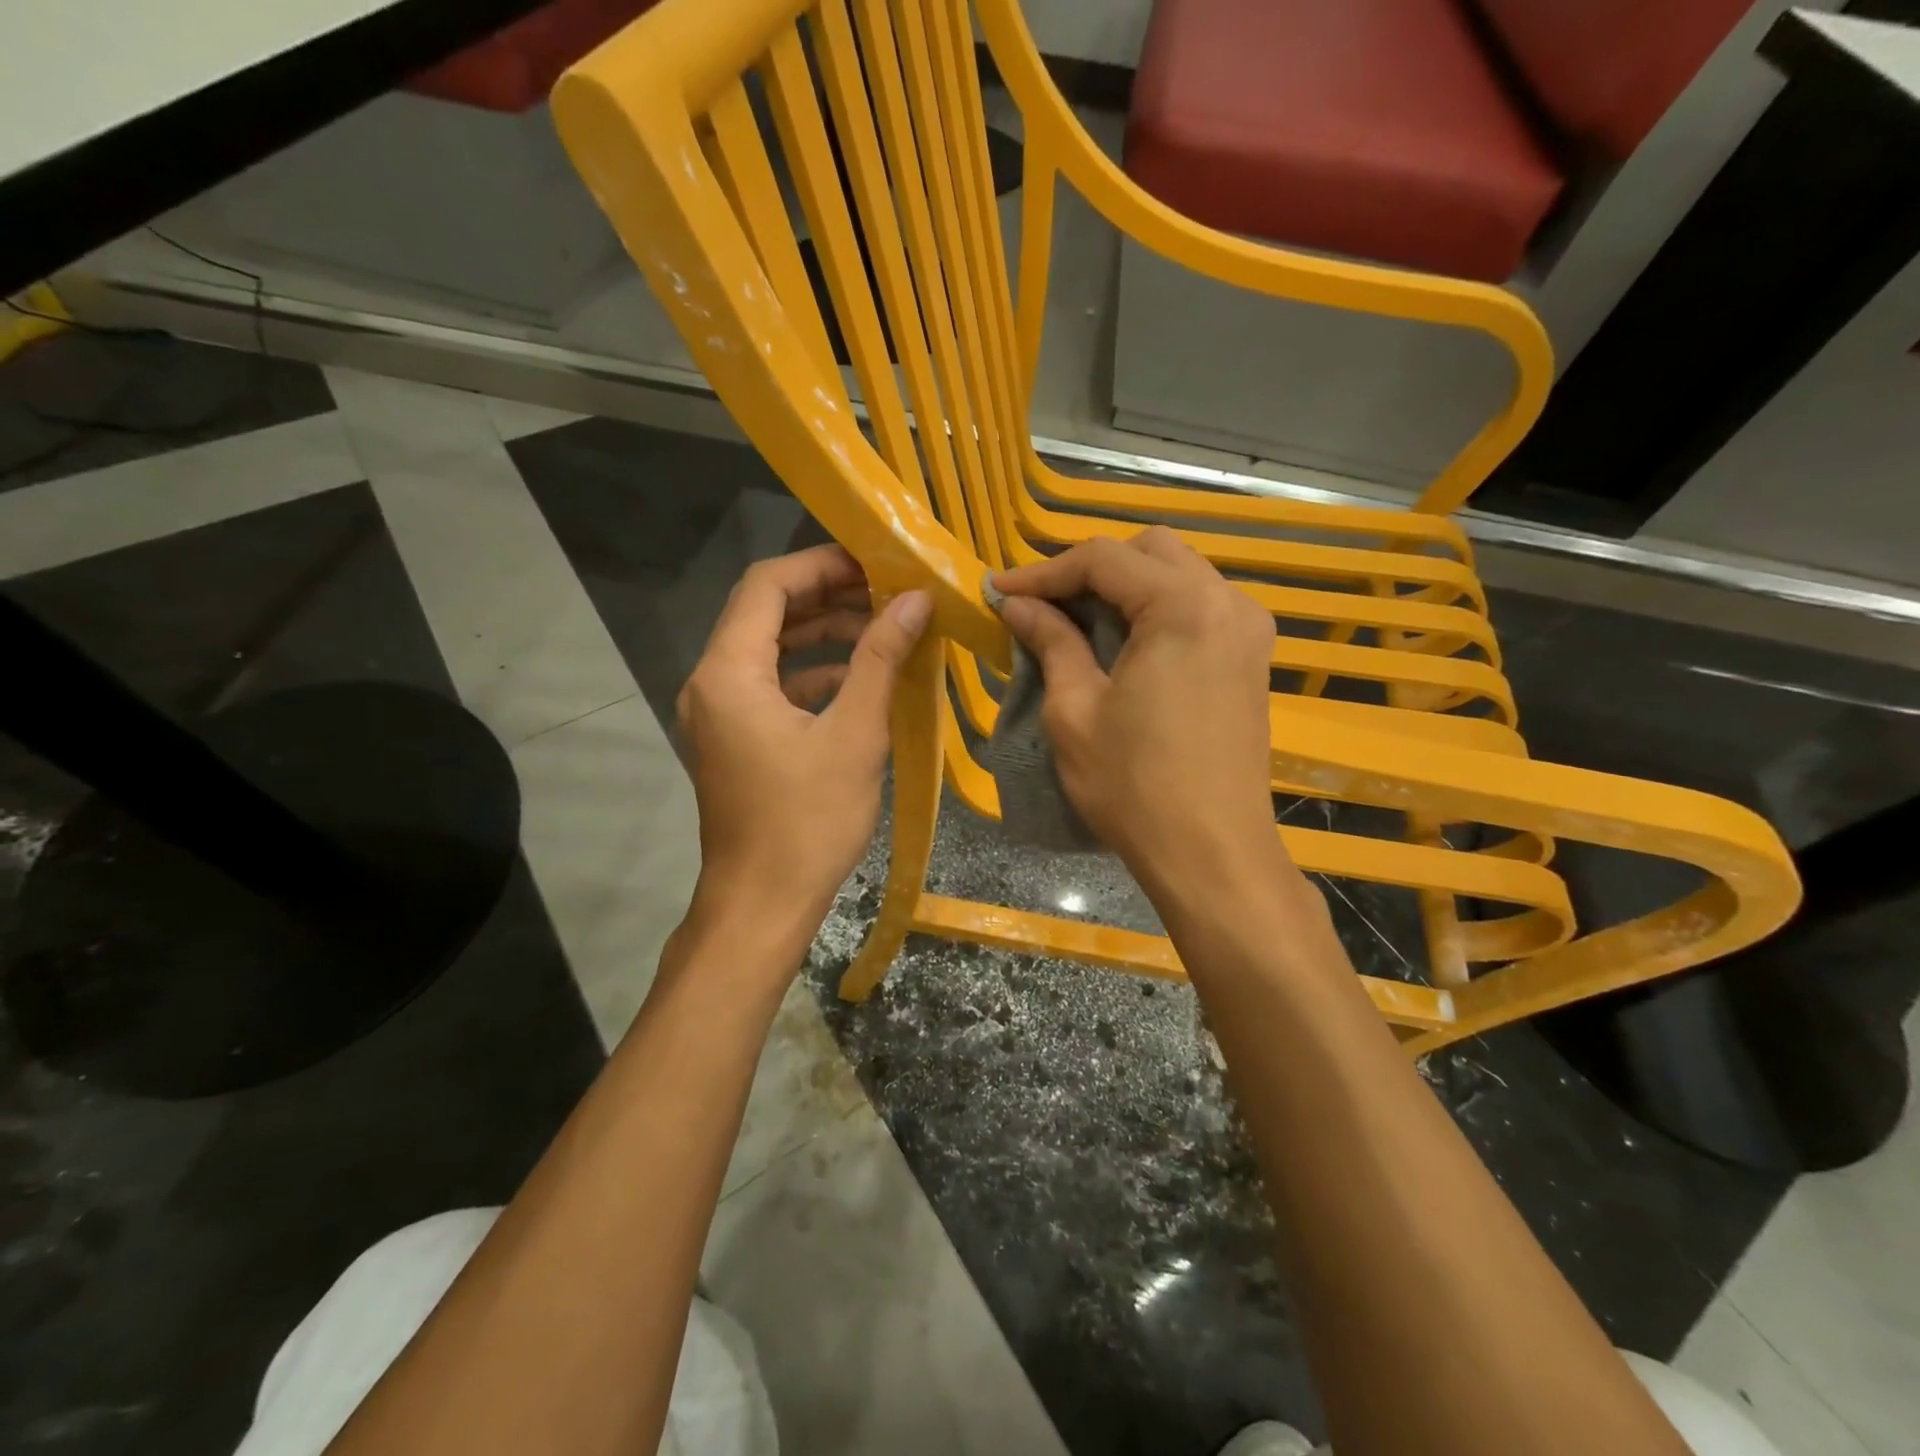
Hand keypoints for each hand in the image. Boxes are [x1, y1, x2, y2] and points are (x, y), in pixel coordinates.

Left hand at [676, 545, 929, 949]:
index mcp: (729, 672)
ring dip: (824, 633)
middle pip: (766, 612)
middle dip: (827, 595)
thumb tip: (916, 600)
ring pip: (771, 650)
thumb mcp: (855, 735)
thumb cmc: (807, 822)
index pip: (767, 585)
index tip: (875, 561)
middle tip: (888, 590)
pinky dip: (814, 673)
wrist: (762, 905)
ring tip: (884, 627)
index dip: (821, 563)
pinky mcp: (736, 739)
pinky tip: (861, 678)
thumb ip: (881, 659)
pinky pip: (772, 686)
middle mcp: (712, 682)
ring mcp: (720, 713)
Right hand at [992, 528, 1282, 895]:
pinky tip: (1122, 640)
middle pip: (1149, 552)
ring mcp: (1249, 630)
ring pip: (1178, 575)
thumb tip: (1017, 605)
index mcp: (1183, 606)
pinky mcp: (1252, 658)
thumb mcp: (1075, 710)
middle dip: (1089, 569)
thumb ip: (1050, 642)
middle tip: (1040, 603)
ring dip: (1124, 586)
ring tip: (1074, 619)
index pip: (1104, 559)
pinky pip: (1199, 607)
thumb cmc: (1134, 786)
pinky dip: (1155, 609)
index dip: (1044, 572)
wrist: (1213, 853)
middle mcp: (1227, 602)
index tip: (1000, 592)